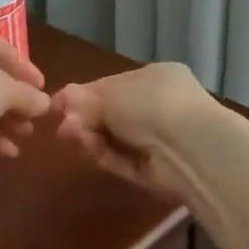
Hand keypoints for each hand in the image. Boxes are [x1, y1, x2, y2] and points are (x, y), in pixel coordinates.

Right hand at [51, 63, 210, 197]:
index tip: (57, 104)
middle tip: (61, 127)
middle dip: (84, 119)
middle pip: (112, 114)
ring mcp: (160, 140)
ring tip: (70, 137)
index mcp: (155, 78)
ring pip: (115, 138)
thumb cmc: (151, 105)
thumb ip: (84, 100)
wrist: (191, 147)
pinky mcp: (156, 170)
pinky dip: (105, 155)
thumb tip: (61, 100)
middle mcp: (159, 106)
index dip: (84, 95)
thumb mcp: (111, 95)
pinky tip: (88, 150)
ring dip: (91, 137)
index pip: (112, 85)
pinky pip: (124, 160)